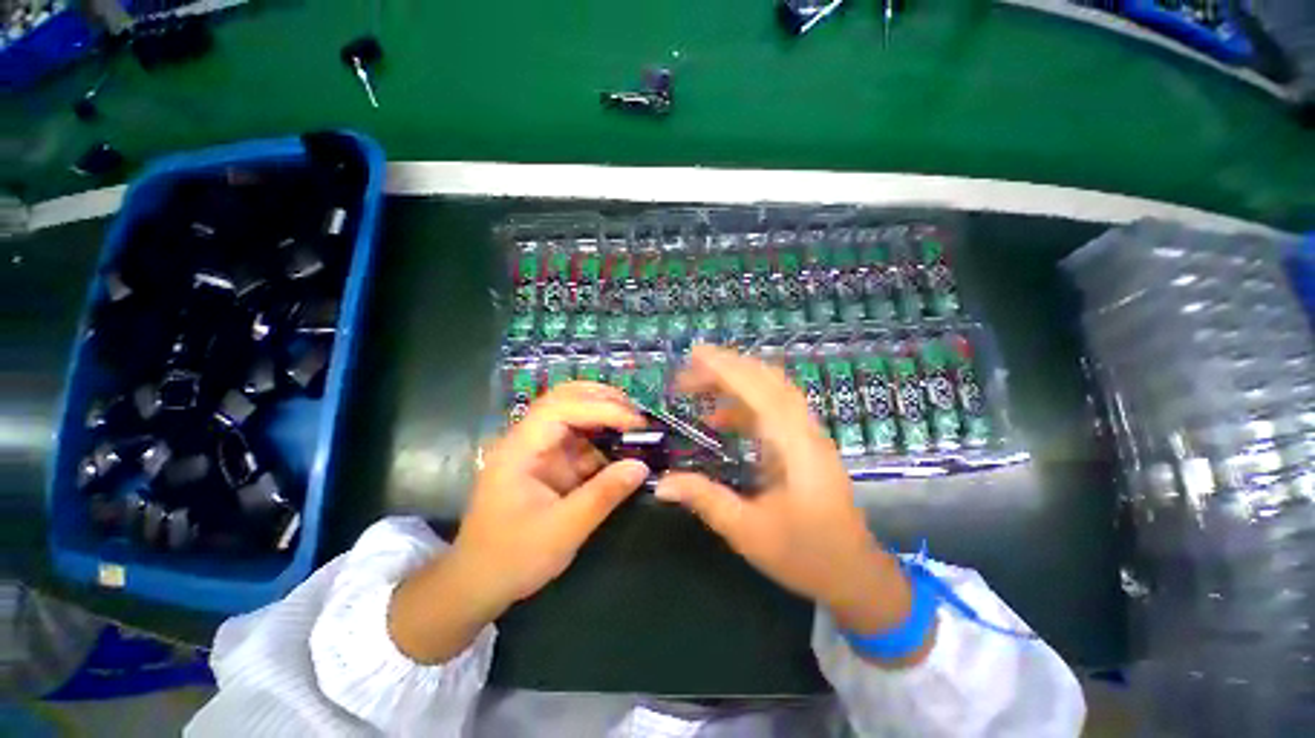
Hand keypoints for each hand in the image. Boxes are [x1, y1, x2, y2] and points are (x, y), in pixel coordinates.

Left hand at [389, 382, 647, 662]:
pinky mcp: (550, 461)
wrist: (479, 582)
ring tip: (636, 422)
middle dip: (602, 399)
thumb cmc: (513, 558)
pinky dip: (604, 437)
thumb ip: (603, 495)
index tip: (634, 422)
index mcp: (519, 450)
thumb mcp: (562, 531)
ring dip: (605, 413)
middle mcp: (527, 439)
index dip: (600, 408)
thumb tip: (642, 466)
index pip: (560, 409)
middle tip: (636, 411)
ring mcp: (539, 449)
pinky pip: (580, 439)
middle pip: (564, 398)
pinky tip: (624, 443)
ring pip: (573, 413)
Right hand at [655, 346, 929, 661]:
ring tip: (697, 387)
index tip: (694, 355)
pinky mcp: (803, 442)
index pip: (759, 390)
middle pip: (767, 379)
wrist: (855, 574)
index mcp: (795, 445)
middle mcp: (804, 429)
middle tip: (688, 368)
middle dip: (726, 367)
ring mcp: (807, 434)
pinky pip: (772, 409)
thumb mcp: (749, 531)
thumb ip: (705, 500)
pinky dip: (743, 405)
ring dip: (734, 382)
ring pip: (771, 390)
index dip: (726, 368)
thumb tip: (662, 483)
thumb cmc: (805, 555)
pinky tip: (718, 420)